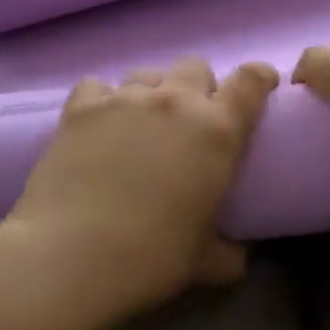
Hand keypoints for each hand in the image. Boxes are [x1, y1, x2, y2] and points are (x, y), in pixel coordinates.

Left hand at [6, 56, 278, 320]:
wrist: (68, 255)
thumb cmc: (149, 258)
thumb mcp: (202, 263)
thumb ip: (228, 254)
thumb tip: (239, 258)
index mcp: (216, 130)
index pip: (250, 80)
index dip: (260, 77)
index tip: (261, 86)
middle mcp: (174, 101)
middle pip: (196, 67)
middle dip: (199, 87)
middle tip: (191, 122)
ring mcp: (125, 98)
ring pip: (149, 73)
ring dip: (153, 92)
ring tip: (141, 124)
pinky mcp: (81, 106)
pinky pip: (99, 85)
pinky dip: (104, 99)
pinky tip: (98, 124)